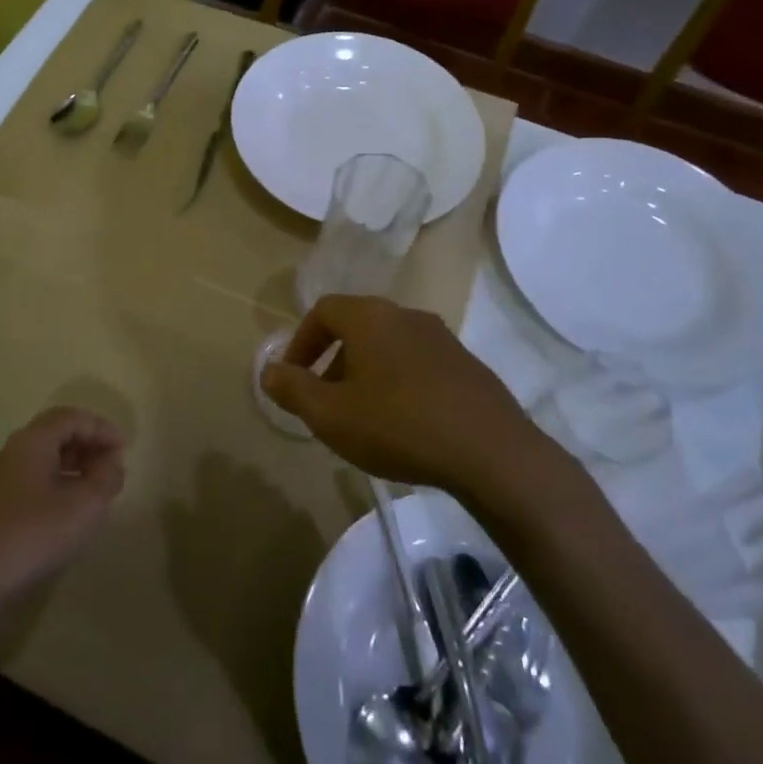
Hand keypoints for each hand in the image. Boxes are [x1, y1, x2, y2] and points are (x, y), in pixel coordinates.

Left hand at [0, 407, 126, 615]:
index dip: (100, 427)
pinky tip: (62, 515)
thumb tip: (112, 462)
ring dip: (69, 468)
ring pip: (38, 460)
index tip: (123, 449)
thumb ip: (106, 478)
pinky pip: (25, 483)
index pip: (70, 417)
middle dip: (86, 446)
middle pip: (52, 435)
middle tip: (110, 468)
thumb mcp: (84, 507)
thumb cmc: (32, 536)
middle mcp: (7, 453)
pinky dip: (51, 486)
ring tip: (92, 492)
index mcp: (30, 441)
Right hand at [260, 295, 581, 526]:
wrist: (493, 452)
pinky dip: (399, 383)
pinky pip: (418, 364)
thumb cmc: (398, 426)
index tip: (293, 377)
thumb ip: (293, 389)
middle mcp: (406, 315)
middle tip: (325, 400)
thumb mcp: (330, 415)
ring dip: (366, 373)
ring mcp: (442, 338)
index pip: (323, 311)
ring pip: (389, 346)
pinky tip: (404, 424)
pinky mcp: (468, 365)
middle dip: (333, 361)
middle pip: (357, 327)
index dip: (301, 341)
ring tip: (363, 416)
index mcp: (370, 317)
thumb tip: (269, 371)